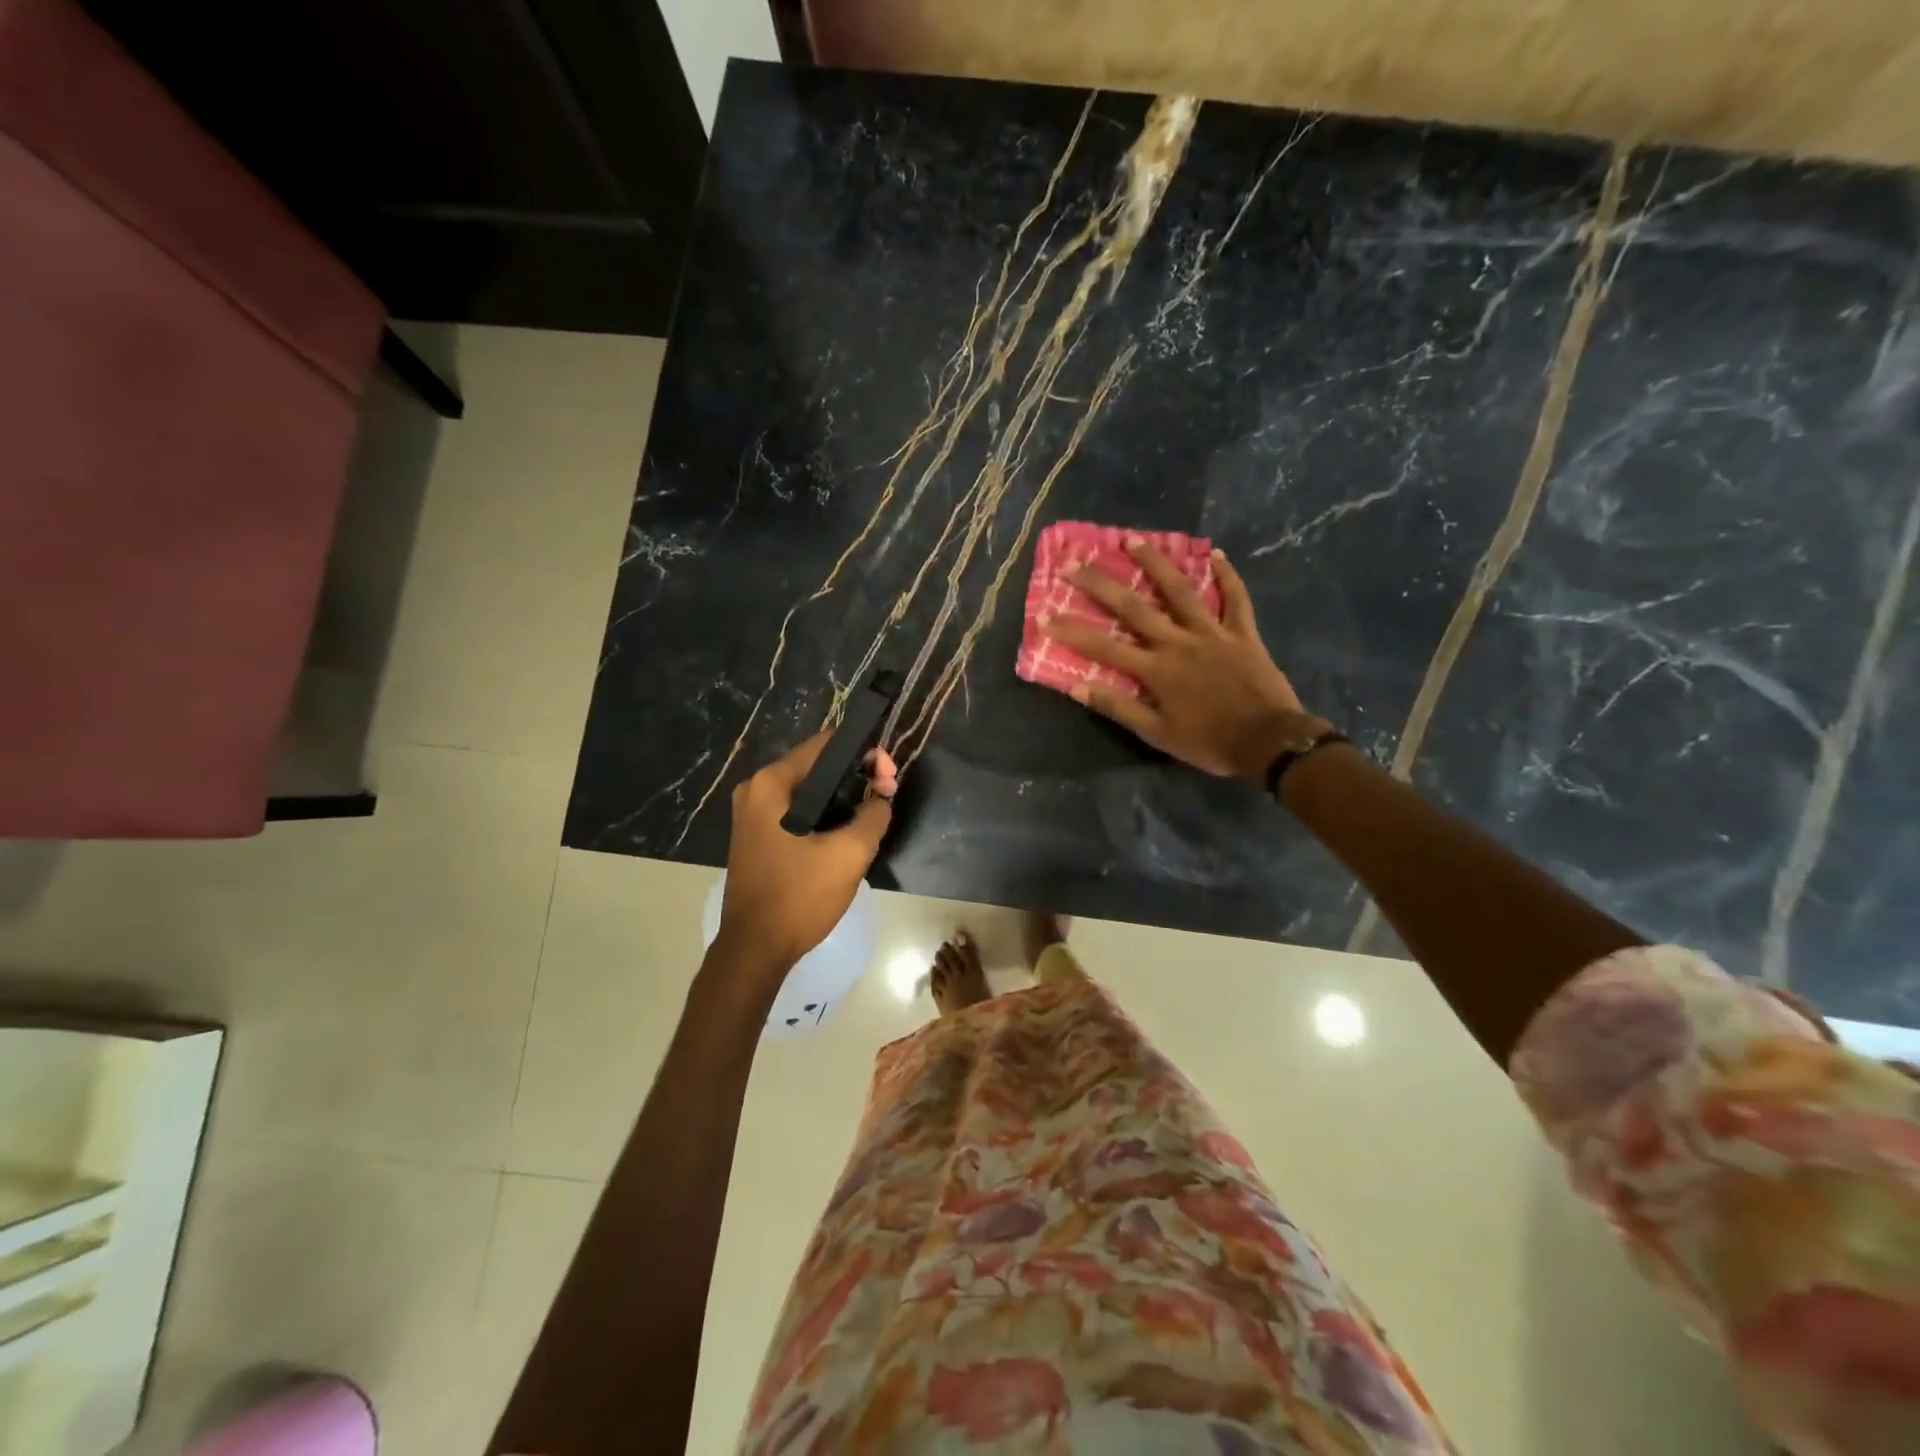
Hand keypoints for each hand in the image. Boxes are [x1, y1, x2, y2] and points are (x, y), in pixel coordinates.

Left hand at [717, 733, 896, 973]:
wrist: (755, 950)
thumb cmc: (799, 897)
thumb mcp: (849, 854)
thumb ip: (873, 816)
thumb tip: (881, 799)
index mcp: (771, 784)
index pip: (826, 745)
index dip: (864, 754)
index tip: (889, 777)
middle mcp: (756, 790)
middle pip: (817, 767)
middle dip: (856, 777)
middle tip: (887, 796)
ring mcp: (753, 815)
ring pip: (810, 792)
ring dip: (843, 798)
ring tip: (874, 815)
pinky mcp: (758, 837)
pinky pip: (798, 812)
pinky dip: (825, 816)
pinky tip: (848, 833)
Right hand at [1042, 542, 1308, 779]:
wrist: (1269, 742)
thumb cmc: (1209, 742)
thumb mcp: (1157, 734)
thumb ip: (1118, 708)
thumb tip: (1077, 688)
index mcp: (1155, 670)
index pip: (1103, 647)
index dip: (1071, 631)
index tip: (1044, 614)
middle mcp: (1178, 642)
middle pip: (1133, 608)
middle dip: (1100, 585)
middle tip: (1074, 563)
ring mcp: (1212, 632)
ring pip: (1180, 591)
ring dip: (1155, 563)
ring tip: (1133, 540)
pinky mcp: (1242, 632)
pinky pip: (1235, 598)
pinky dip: (1227, 575)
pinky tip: (1216, 553)